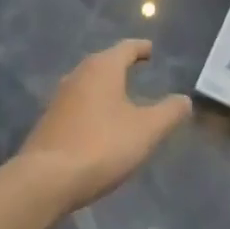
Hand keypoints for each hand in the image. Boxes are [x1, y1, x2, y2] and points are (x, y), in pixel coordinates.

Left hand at [20, 39, 191, 212]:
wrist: (44, 180)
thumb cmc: (101, 146)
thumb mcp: (146, 130)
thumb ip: (169, 112)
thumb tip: (184, 100)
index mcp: (103, 68)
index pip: (126, 48)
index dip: (141, 48)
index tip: (151, 50)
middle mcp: (78, 74)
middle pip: (104, 63)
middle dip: (121, 66)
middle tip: (138, 71)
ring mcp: (59, 98)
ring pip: (88, 84)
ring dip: (105, 88)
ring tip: (121, 98)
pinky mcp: (48, 122)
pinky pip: (77, 105)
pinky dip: (92, 107)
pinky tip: (99, 125)